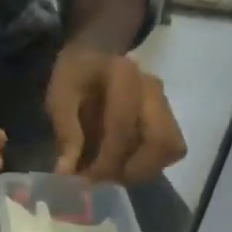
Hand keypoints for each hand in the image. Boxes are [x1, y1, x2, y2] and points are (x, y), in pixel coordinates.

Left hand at [45, 46, 185, 183]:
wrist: (97, 53)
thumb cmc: (76, 74)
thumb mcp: (60, 97)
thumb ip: (66, 133)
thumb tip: (67, 172)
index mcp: (124, 77)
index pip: (124, 128)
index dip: (106, 161)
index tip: (85, 178)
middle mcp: (152, 90)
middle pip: (162, 142)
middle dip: (133, 169)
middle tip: (106, 178)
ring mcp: (165, 103)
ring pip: (171, 148)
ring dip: (143, 170)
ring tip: (113, 173)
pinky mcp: (168, 117)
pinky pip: (170, 149)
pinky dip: (149, 164)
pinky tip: (125, 164)